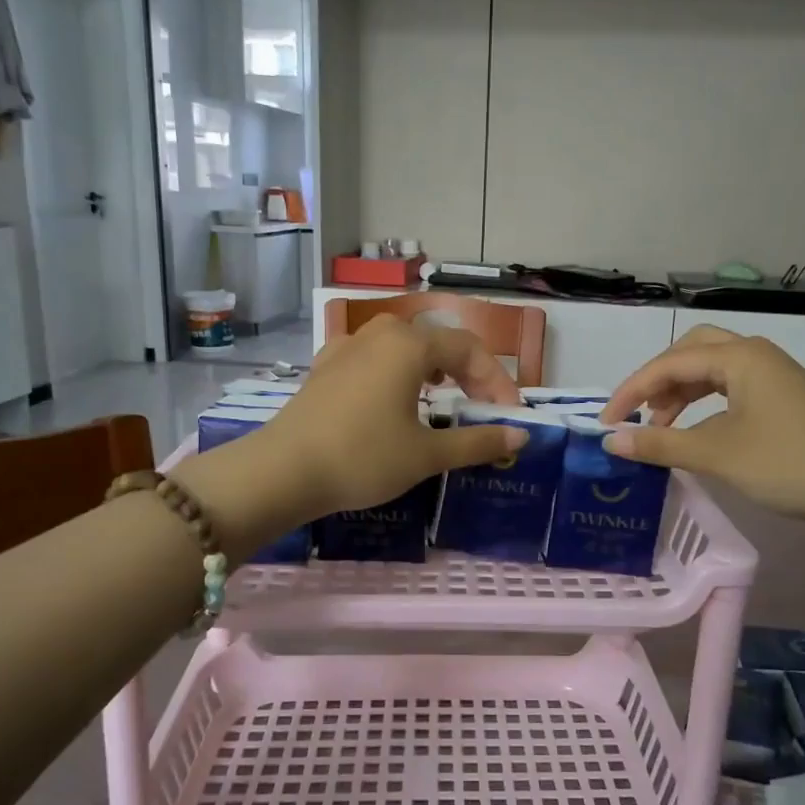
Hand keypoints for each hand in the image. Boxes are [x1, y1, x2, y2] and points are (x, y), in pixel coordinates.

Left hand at [173, 316, 526, 554]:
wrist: (283, 471)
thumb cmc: (364, 457)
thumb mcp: (427, 454)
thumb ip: (478, 441)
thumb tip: (521, 436)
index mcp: (409, 344)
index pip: (469, 349)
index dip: (497, 381)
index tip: (509, 416)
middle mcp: (379, 334)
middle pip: (437, 342)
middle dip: (467, 372)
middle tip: (481, 406)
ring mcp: (346, 347)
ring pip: (403, 347)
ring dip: (432, 370)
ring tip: (443, 398)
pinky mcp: (324, 367)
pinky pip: (373, 359)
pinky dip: (397, 374)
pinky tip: (392, 399)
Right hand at [596, 325, 804, 530]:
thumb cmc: (789, 463)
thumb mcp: (717, 454)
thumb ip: (660, 445)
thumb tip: (610, 442)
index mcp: (739, 356)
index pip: (669, 363)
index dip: (631, 391)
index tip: (605, 424)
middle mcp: (755, 355)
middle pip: (691, 352)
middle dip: (657, 381)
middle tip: (636, 415)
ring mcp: (773, 375)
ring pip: (712, 371)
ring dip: (680, 393)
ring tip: (660, 427)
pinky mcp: (784, 398)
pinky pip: (730, 389)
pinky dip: (704, 405)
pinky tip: (697, 432)